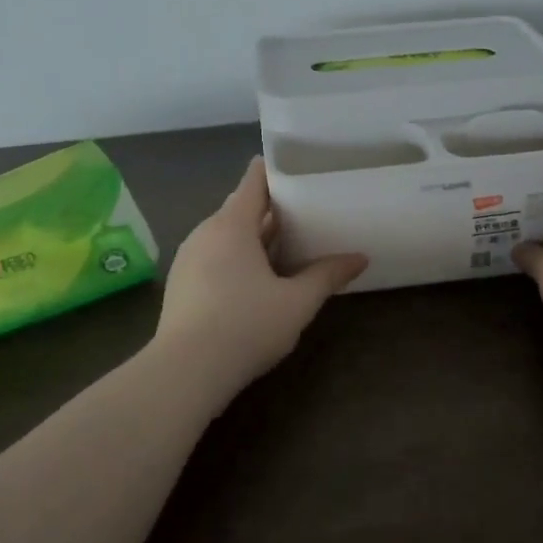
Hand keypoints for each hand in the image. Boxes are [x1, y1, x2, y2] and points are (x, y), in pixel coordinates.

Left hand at [154, 156, 367, 400]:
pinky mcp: (181, 283)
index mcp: (232, 224)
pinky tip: (256, 280)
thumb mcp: (297, 302)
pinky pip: (213, 255)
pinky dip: (236, 257)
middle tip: (307, 212)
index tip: (302, 170)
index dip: (277, 170)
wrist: (185, 371)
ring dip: (253, 236)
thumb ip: (327, 275)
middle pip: (241, 207)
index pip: (254, 180)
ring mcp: (188, 258)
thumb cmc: (246, 326)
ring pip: (226, 234)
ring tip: (287, 246)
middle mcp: (205, 232)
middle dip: (272, 209)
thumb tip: (360, 258)